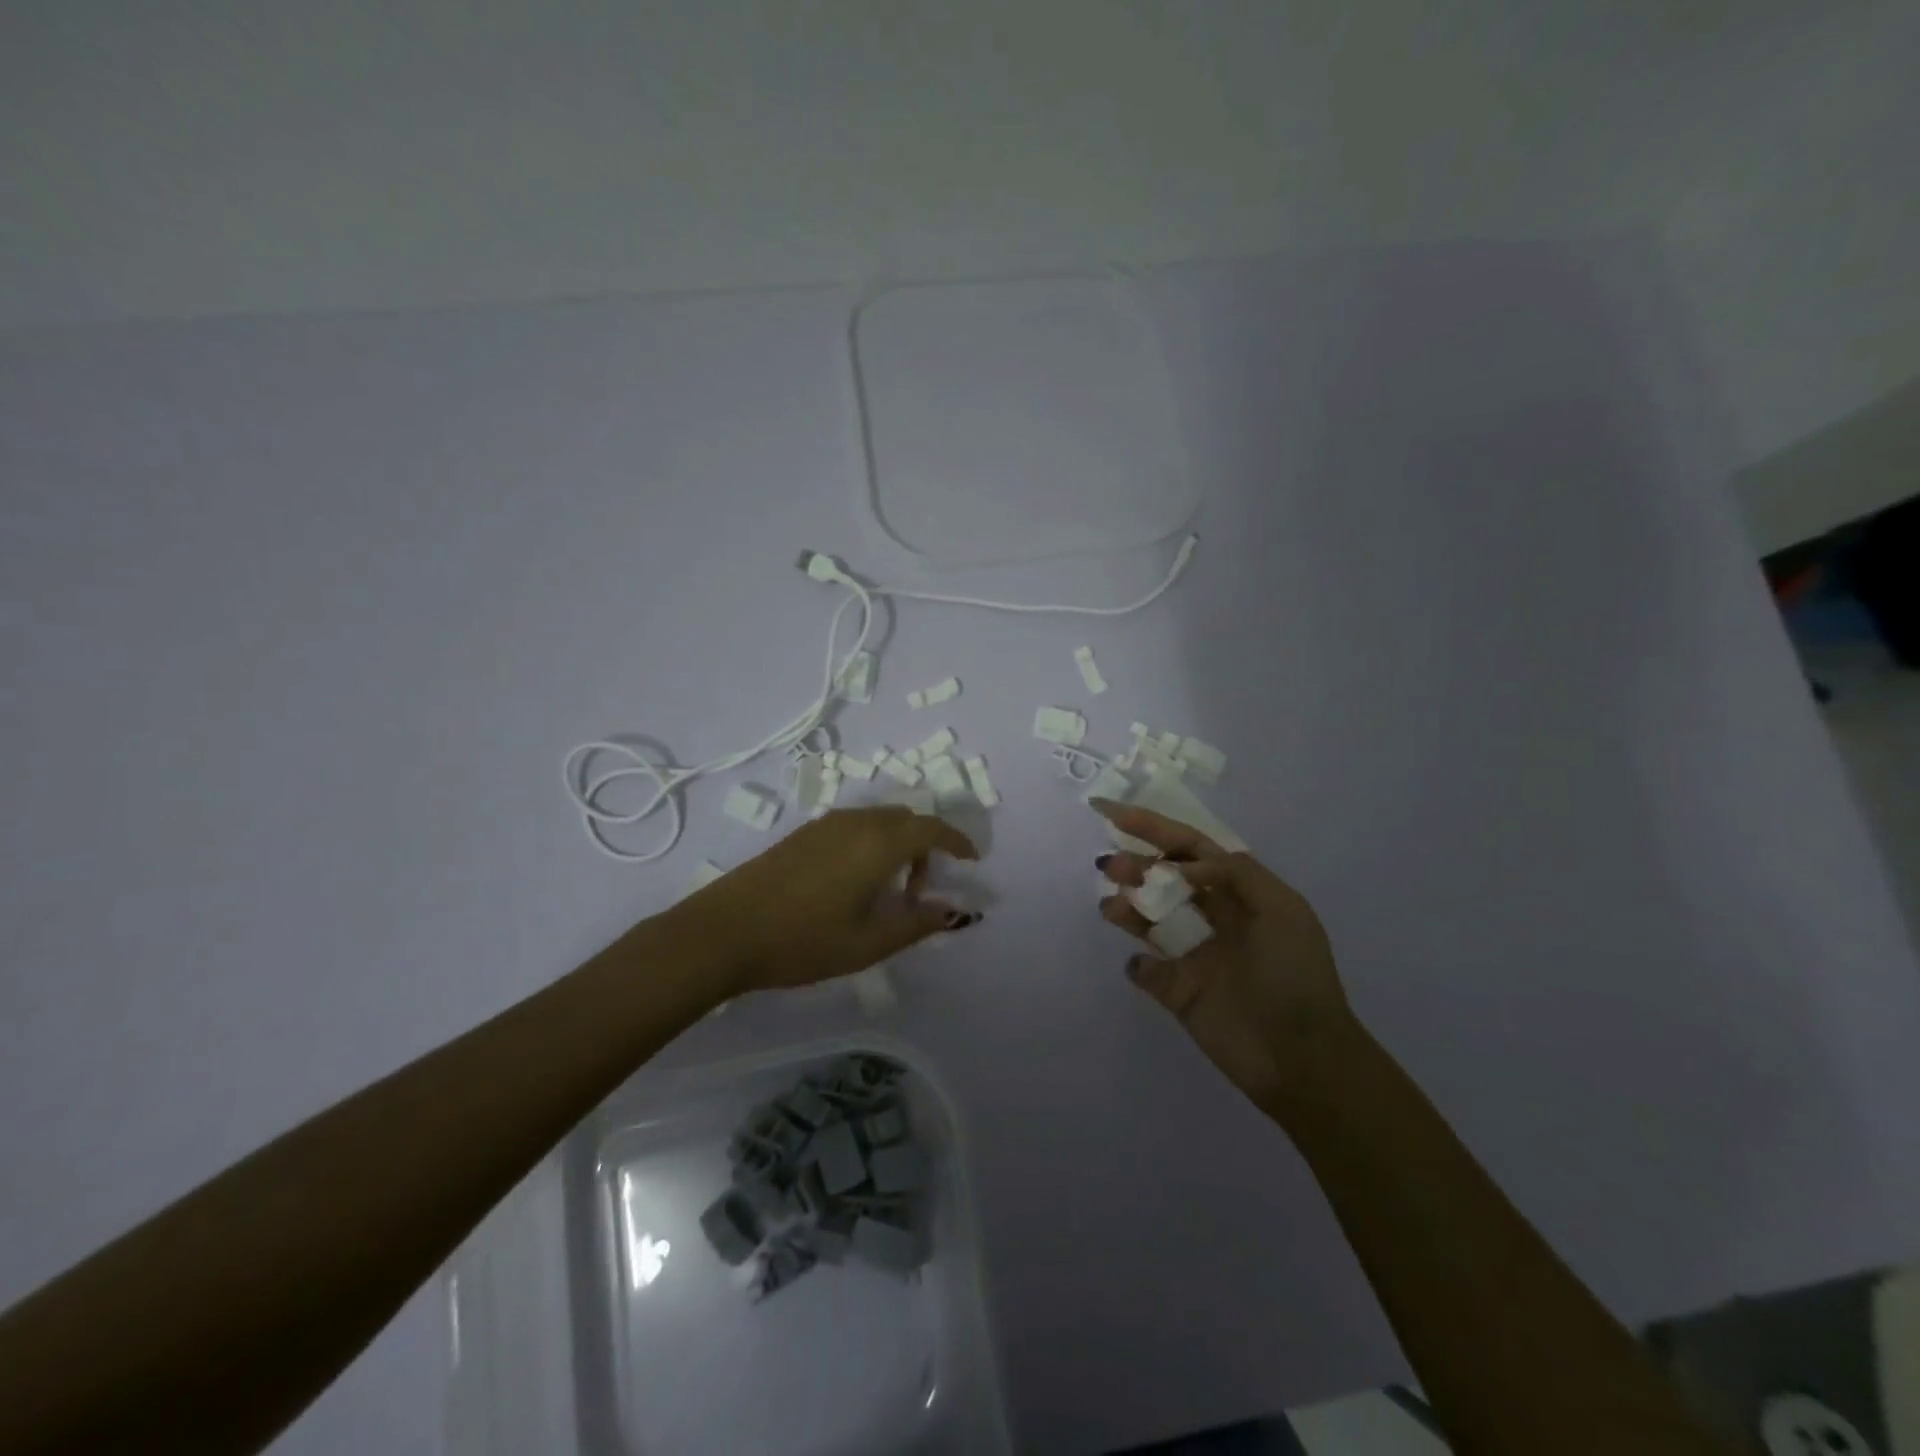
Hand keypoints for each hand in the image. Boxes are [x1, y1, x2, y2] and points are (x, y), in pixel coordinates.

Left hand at [675, 806, 979, 993]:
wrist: (723, 931)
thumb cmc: (802, 941)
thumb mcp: (868, 943)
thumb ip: (917, 924)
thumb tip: (955, 911)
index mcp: (878, 844)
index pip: (931, 829)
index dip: (957, 841)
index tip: (972, 860)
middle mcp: (856, 823)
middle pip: (907, 819)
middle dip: (926, 847)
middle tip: (919, 892)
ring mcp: (826, 824)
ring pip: (879, 820)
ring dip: (897, 845)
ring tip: (886, 892)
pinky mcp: (804, 833)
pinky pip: (855, 825)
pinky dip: (872, 843)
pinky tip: (854, 883)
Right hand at [1094, 800, 1356, 1115]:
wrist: (1302, 1059)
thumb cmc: (1295, 976)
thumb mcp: (1283, 910)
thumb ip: (1235, 873)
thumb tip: (1181, 867)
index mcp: (1239, 893)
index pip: (1190, 848)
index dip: (1152, 827)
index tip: (1112, 813)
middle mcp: (1213, 917)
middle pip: (1163, 878)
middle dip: (1135, 864)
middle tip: (1109, 865)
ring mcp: (1193, 954)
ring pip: (1148, 917)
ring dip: (1127, 905)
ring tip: (1112, 907)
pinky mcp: (1178, 991)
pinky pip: (1146, 969)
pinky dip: (1138, 964)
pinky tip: (1141, 964)